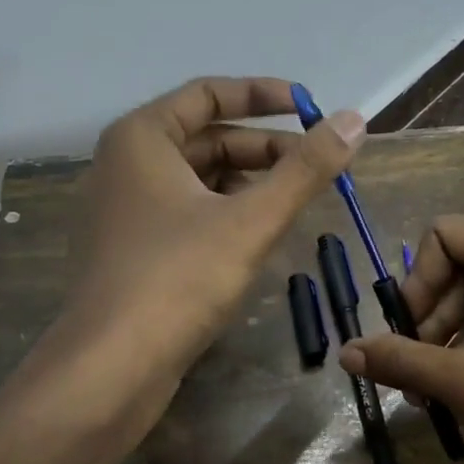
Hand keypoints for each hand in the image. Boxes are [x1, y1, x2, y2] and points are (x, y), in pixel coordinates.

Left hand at [53, 76, 363, 435]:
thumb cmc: (177, 279)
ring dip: (251, 182)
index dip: (264, 95)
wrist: (109, 370)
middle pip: (207, 137)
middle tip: (320, 163)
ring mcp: (126, 210)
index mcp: (141, 137)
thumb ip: (305, 169)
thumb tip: (354, 119)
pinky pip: (188, 212)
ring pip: (200, 178)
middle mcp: (126, 164)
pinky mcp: (133, 250)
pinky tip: (262, 233)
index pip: (209, 93)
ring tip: (300, 199)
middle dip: (266, 147)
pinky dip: (228, 212)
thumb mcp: (251, 220)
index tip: (312, 108)